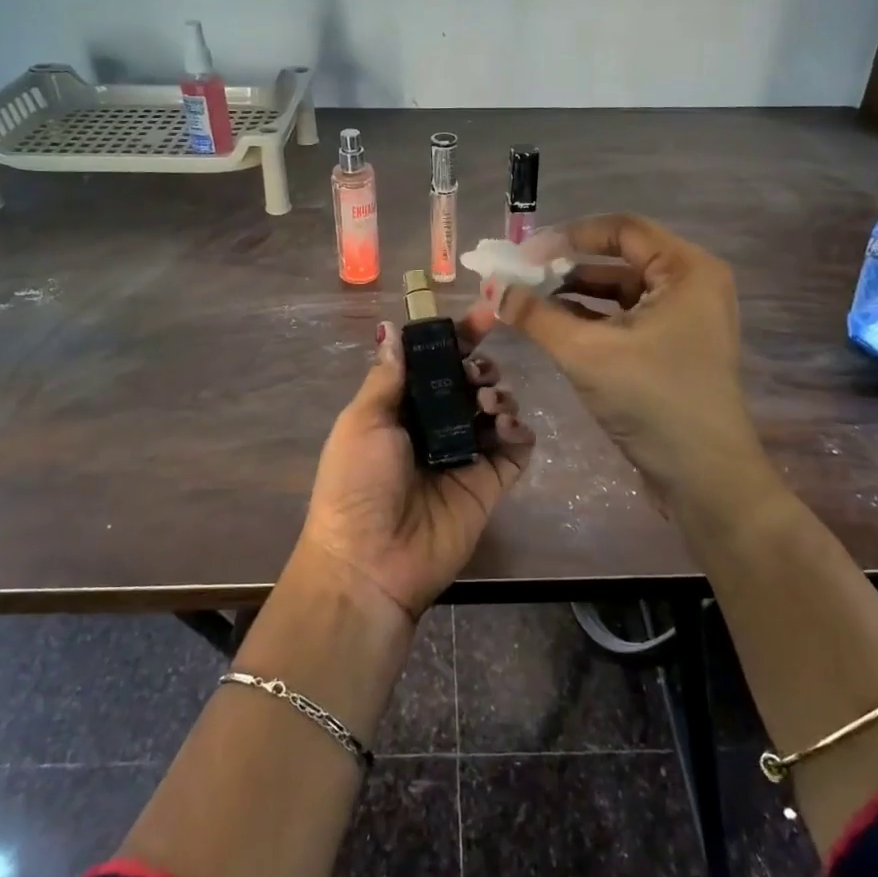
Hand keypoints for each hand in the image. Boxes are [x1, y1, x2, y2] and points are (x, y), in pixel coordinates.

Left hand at [299, 302, 535, 621]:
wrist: (370, 560)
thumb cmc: (357, 484)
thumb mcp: (363, 421)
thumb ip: (388, 376)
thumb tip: (392, 329)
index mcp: (401, 409)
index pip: (435, 364)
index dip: (458, 338)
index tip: (484, 315)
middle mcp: (435, 427)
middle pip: (471, 382)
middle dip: (480, 367)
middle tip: (476, 377)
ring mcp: (465, 455)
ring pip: (497, 409)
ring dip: (499, 395)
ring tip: (488, 404)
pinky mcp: (490, 483)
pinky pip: (517, 448)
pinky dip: (520, 431)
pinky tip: (508, 429)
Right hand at [497, 214, 769, 521]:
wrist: (703, 476)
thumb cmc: (651, 401)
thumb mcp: (585, 353)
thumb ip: (535, 315)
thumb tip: (492, 289)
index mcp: (687, 269)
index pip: (621, 230)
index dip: (568, 236)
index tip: (523, 254)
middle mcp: (693, 283)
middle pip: (621, 258)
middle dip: (568, 267)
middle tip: (521, 278)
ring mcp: (687, 317)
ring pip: (622, 290)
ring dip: (577, 294)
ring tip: (531, 303)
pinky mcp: (676, 346)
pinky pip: (629, 318)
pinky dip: (593, 319)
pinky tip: (556, 327)